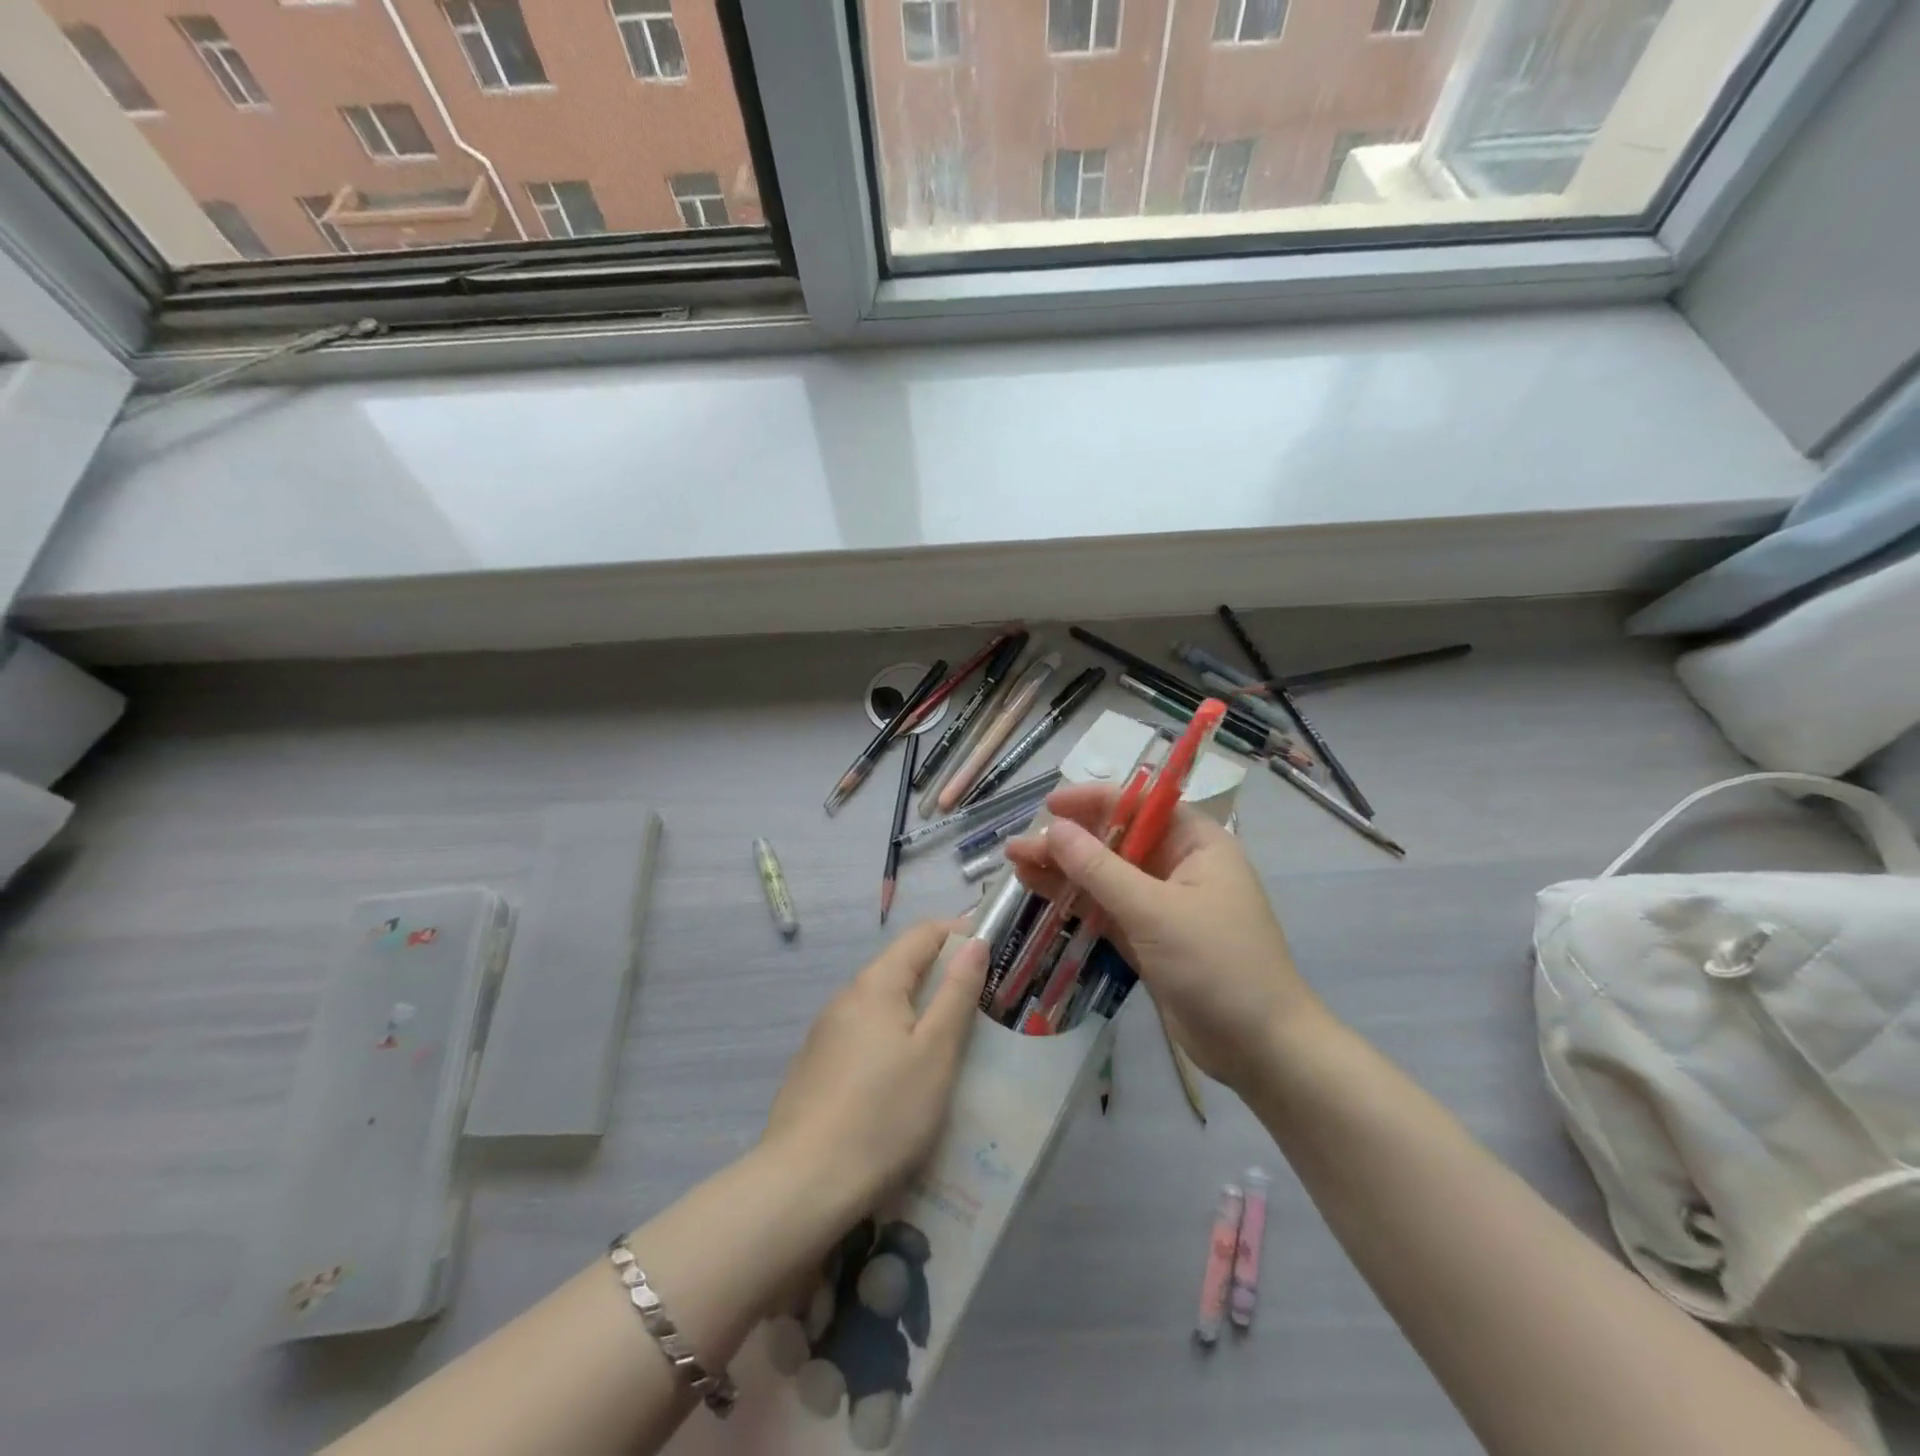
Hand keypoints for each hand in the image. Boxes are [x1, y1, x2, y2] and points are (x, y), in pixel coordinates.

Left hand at [762, 922, 987, 1212]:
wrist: (803, 1186)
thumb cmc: (884, 1114)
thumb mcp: (935, 1053)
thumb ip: (957, 993)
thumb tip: (974, 942)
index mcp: (875, 984)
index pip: (922, 934)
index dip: (960, 933)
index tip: (993, 952)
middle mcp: (846, 998)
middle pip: (901, 967)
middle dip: (942, 976)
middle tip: (982, 1005)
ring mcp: (825, 1034)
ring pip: (882, 1005)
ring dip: (917, 1010)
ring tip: (951, 1043)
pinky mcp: (816, 1067)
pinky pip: (864, 1035)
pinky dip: (893, 1039)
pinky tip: (905, 1079)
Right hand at [1004, 784, 1327, 1090]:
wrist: (1260, 1048)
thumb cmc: (1217, 964)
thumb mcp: (1154, 911)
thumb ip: (1099, 869)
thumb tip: (1053, 828)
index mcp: (1196, 843)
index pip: (1140, 804)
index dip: (1093, 800)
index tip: (1049, 807)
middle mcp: (1179, 865)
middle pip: (1116, 840)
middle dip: (1068, 841)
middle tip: (1018, 847)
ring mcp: (1163, 904)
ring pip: (1105, 875)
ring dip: (1064, 870)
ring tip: (1015, 864)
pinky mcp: (1149, 937)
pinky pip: (1106, 908)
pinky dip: (1075, 900)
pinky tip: (1039, 891)